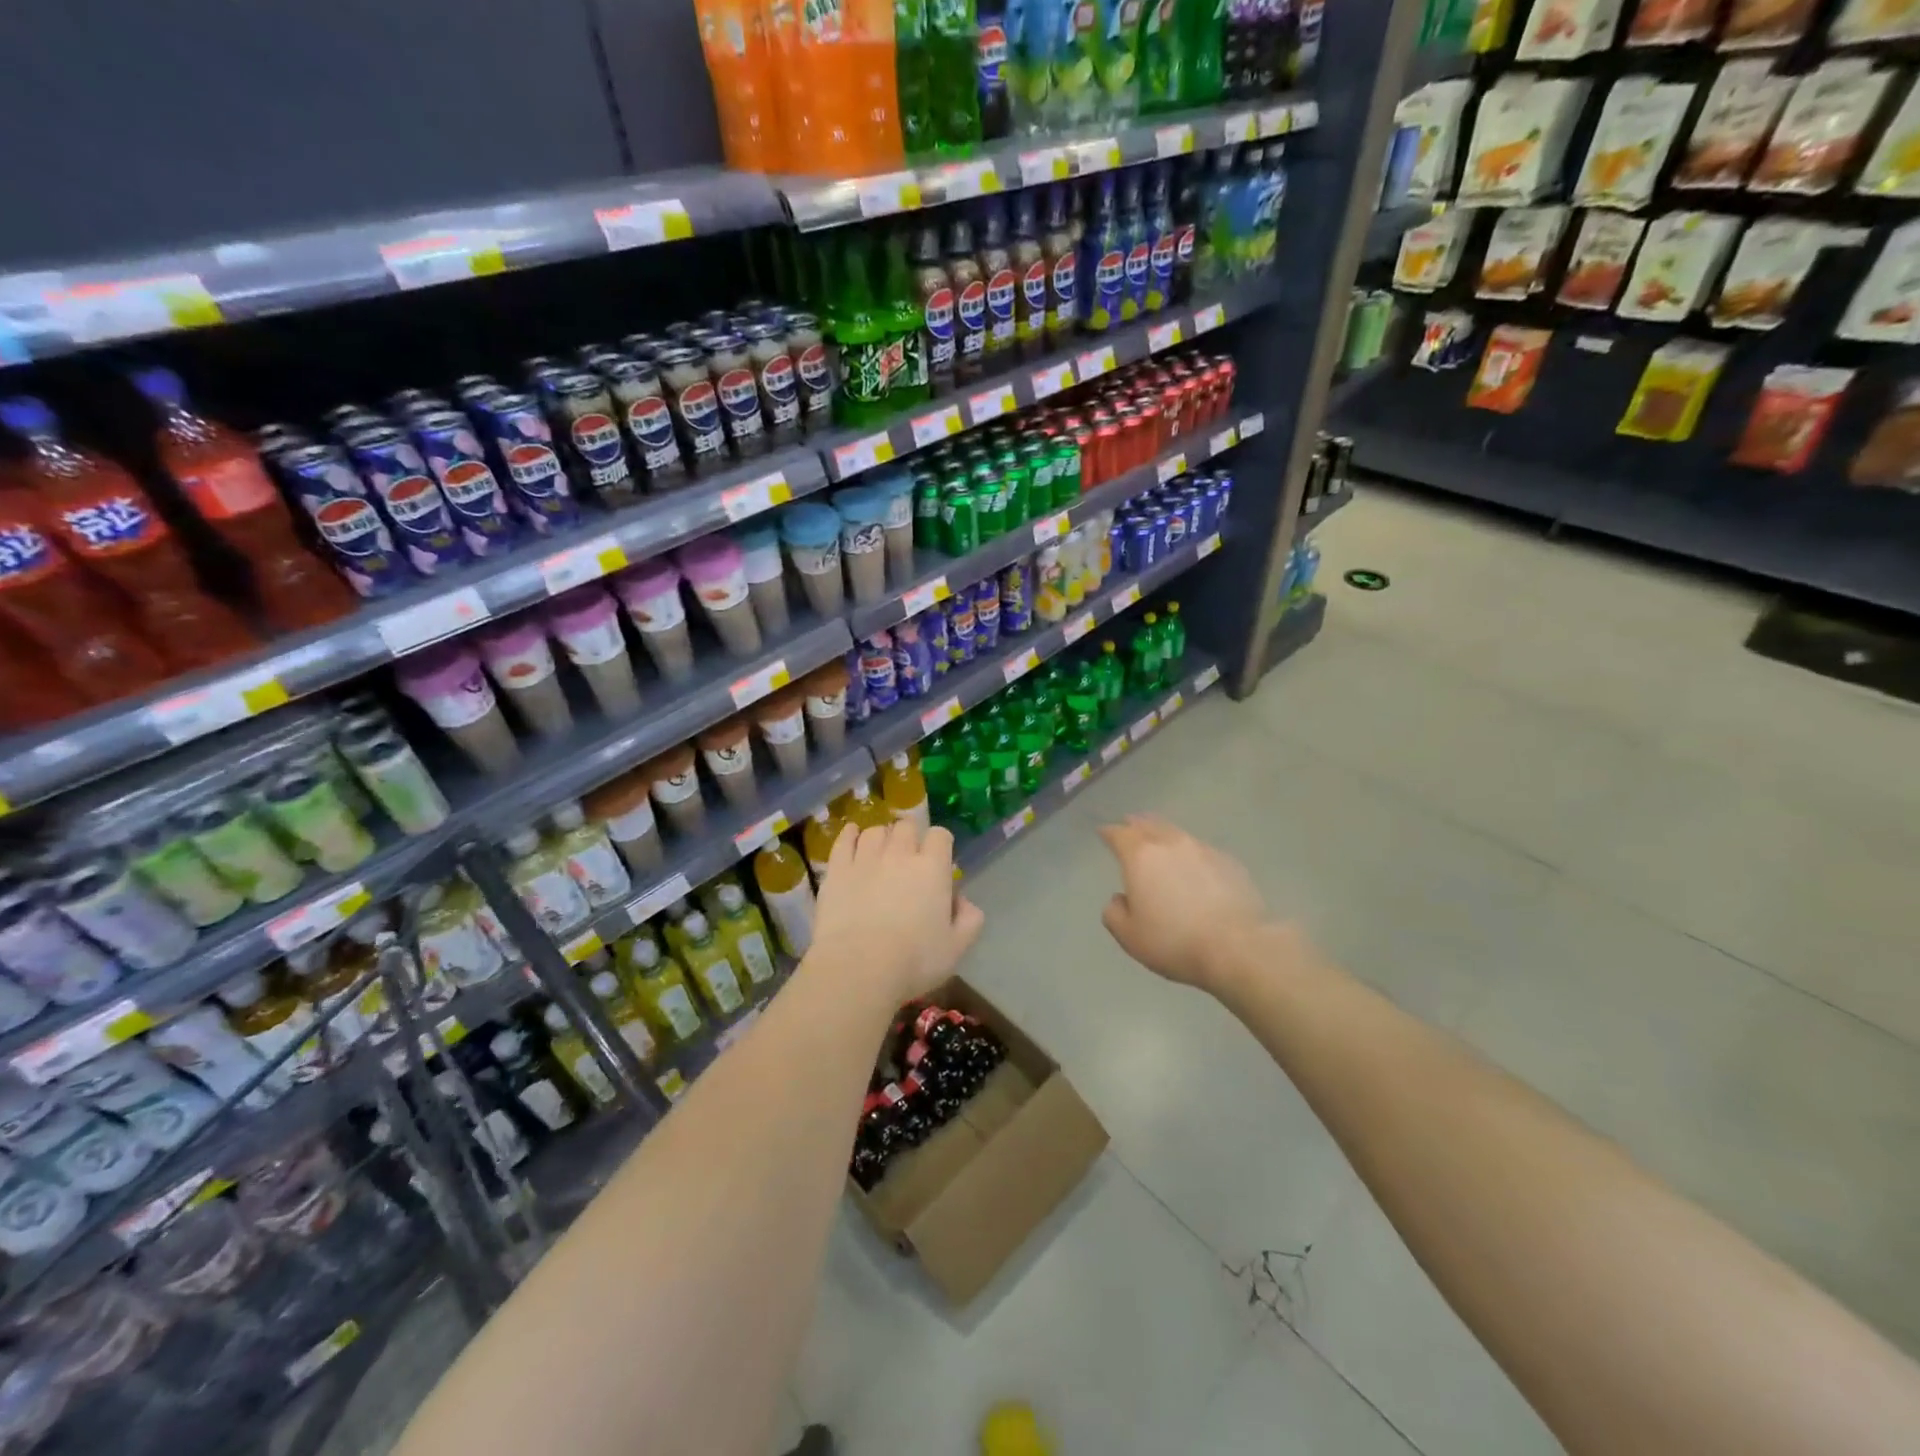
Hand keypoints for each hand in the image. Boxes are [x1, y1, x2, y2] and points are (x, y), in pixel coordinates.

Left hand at [809, 820, 984, 1006]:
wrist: (858, 968)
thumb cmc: (914, 960)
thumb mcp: (956, 948)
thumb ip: (969, 920)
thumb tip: (964, 902)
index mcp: (932, 868)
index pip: (940, 835)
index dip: (941, 844)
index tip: (939, 860)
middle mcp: (900, 853)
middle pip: (907, 827)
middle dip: (911, 837)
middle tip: (909, 858)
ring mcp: (865, 858)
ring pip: (875, 831)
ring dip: (882, 837)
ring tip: (881, 853)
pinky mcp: (837, 869)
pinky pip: (844, 840)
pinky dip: (850, 834)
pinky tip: (852, 835)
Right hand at [1097, 815, 1273, 991]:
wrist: (1237, 947)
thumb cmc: (1174, 941)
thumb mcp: (1129, 936)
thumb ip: (1114, 913)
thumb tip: (1120, 899)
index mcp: (1140, 857)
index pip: (1118, 834)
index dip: (1108, 832)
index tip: (1103, 833)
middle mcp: (1170, 844)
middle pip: (1148, 824)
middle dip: (1135, 825)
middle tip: (1129, 826)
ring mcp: (1203, 850)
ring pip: (1176, 833)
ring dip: (1163, 834)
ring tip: (1159, 841)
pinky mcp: (1229, 862)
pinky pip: (1201, 850)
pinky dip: (1190, 853)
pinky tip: (1193, 866)